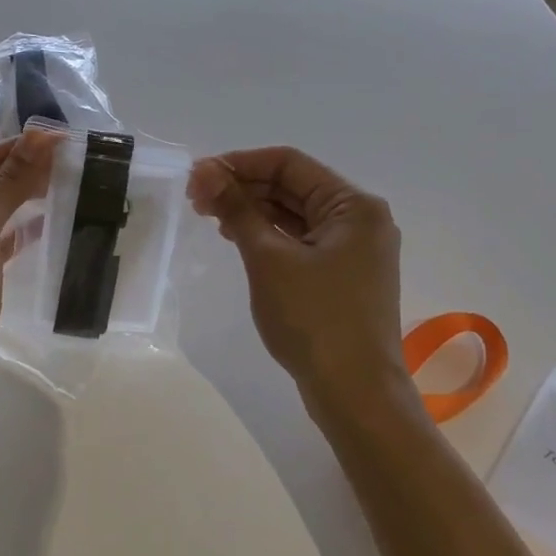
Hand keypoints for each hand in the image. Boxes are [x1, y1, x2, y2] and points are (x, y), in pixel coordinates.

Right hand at [188, 147, 407, 397]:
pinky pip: (300, 239)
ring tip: (208, 216)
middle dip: (243, 187)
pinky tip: (237, 237)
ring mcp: (353, 248)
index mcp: (354, 205)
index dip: (239, 163)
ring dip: (252, 210)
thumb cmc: (313, 318)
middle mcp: (360, 219)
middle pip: (293, 186)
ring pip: (294, 214)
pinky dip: (268, 234)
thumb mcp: (268, 258)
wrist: (354, 392)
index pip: (289, 164)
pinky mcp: (342, 273)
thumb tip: (205, 172)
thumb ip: (237, 209)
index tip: (197, 176)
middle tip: (195, 198)